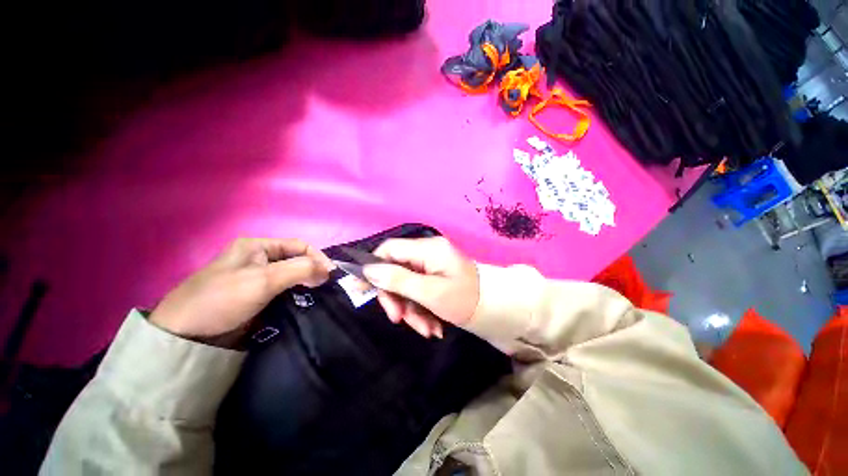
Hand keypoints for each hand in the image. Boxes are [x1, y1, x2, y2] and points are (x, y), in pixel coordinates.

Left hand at [149, 238, 332, 346]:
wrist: (186, 335)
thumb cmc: (224, 298)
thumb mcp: (264, 279)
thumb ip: (300, 269)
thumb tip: (329, 269)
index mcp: (257, 246)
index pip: (299, 245)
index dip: (317, 258)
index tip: (329, 275)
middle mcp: (258, 259)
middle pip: (296, 260)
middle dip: (312, 271)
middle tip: (323, 287)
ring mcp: (256, 278)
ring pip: (291, 276)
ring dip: (305, 284)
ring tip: (316, 296)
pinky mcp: (255, 296)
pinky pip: (283, 291)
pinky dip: (295, 295)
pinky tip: (303, 302)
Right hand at [363, 237, 478, 337]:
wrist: (496, 310)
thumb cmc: (465, 300)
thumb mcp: (429, 293)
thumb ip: (398, 280)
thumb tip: (368, 271)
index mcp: (427, 249)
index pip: (389, 249)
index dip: (373, 267)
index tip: (362, 290)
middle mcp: (427, 253)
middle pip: (396, 270)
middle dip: (397, 298)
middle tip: (399, 320)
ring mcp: (432, 266)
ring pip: (407, 286)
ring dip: (411, 310)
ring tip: (426, 330)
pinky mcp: (435, 278)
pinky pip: (419, 292)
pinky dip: (422, 310)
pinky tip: (433, 327)